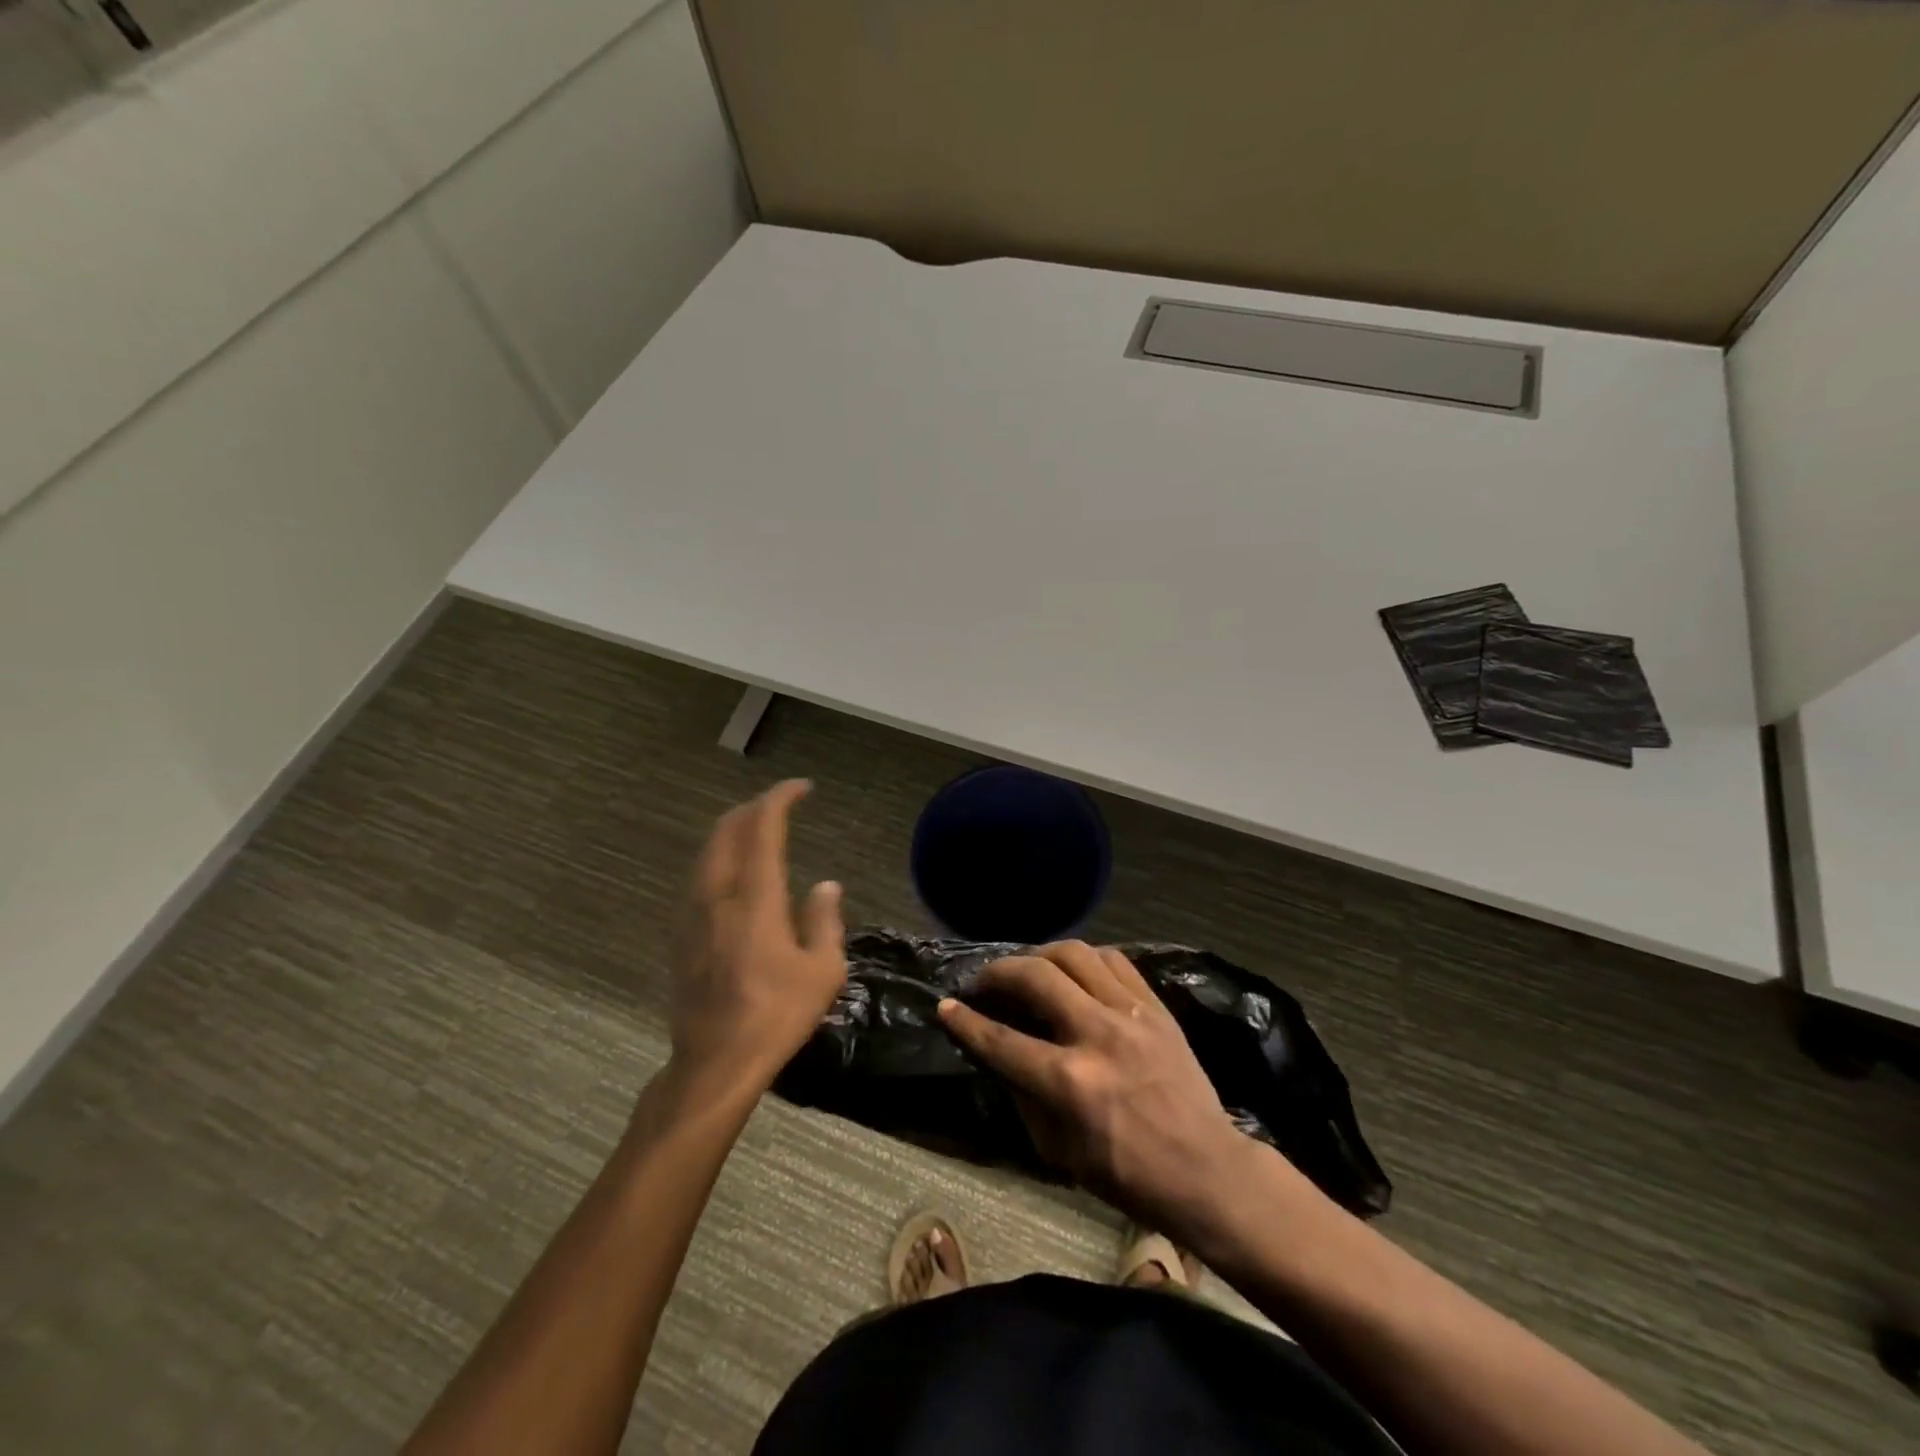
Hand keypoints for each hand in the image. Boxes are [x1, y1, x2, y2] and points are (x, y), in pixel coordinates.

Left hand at [669, 780, 846, 1091]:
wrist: (715, 1061)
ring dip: (732, 831)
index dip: (780, 799)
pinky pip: (699, 876)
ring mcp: (693, 914)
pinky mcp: (681, 934)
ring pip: (707, 852)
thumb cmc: (778, 1015)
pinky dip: (718, 856)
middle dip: (753, 808)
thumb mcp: (822, 970)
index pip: (763, 828)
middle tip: (779, 805)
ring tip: (757, 830)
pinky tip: (731, 871)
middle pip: (727, 831)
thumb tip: (826, 884)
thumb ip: (824, 919)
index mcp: (756, 898)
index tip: (801, 788)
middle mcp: (719, 895)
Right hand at [937, 942, 1254, 1235]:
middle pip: (1034, 977)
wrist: (1207, 1171)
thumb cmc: (1128, 1175)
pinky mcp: (1156, 1006)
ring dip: (1040, 955)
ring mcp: (1131, 1014)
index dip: (965, 1021)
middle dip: (997, 972)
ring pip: (1075, 954)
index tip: (946, 1006)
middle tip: (983, 981)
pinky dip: (1085, 958)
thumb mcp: (1059, 1152)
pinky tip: (1074, 971)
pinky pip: (1114, 960)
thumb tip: (997, 1054)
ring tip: (1028, 969)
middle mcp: (1096, 1035)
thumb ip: (1023, 1096)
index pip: (1001, 1039)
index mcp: (1069, 1082)